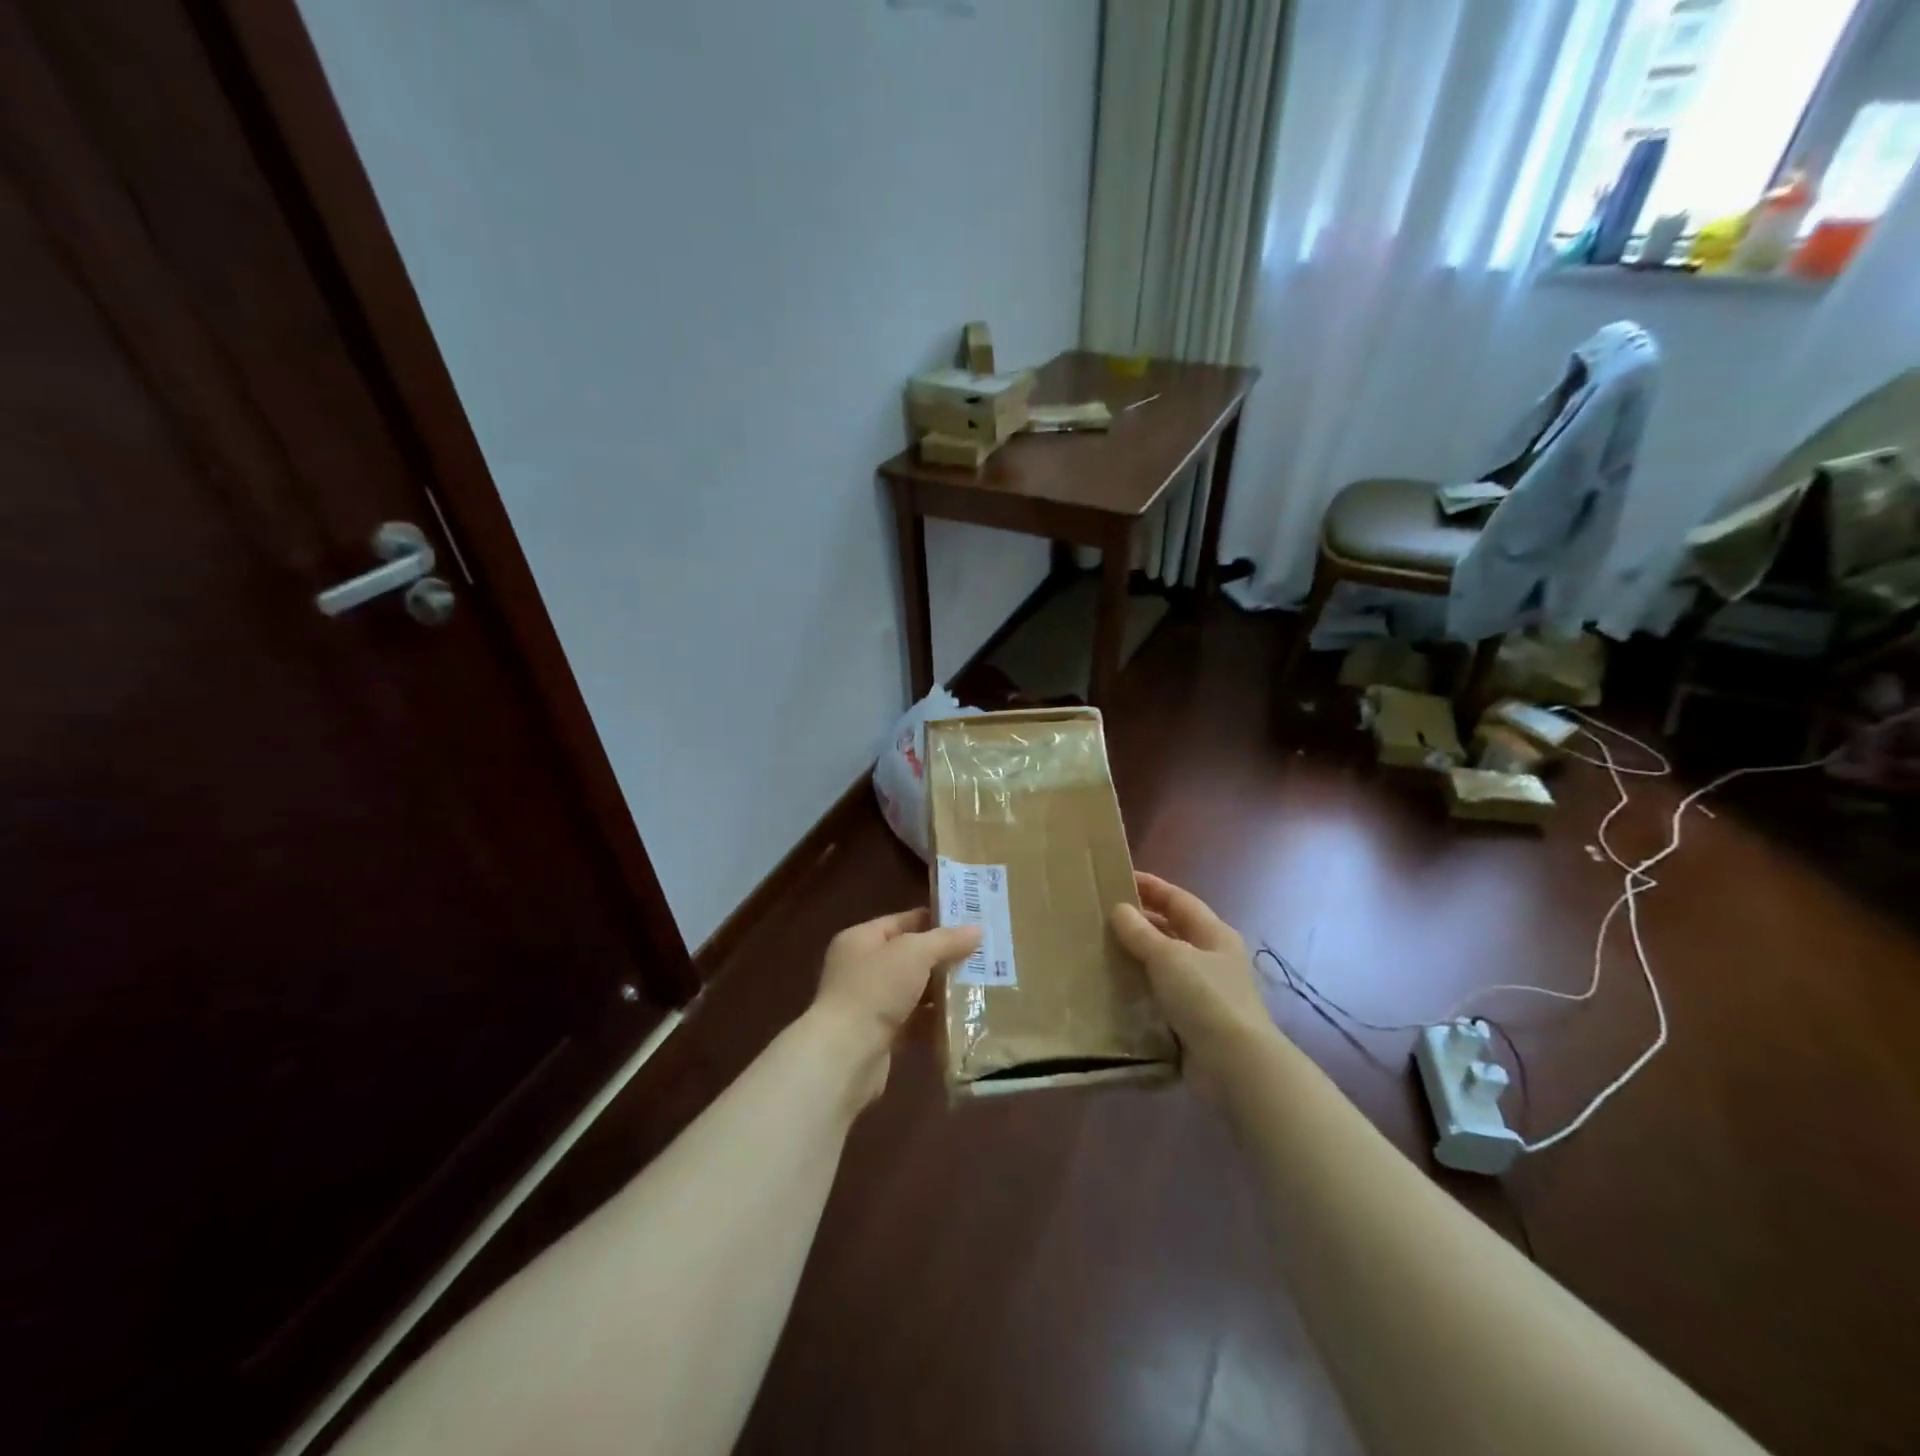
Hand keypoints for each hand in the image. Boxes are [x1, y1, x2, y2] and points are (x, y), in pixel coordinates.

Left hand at [810, 908, 980, 1103]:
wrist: (846, 1054)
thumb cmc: (876, 989)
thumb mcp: (914, 953)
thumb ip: (946, 940)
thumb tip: (977, 930)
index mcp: (861, 939)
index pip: (903, 921)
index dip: (935, 920)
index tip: (971, 923)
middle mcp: (862, 967)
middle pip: (910, 956)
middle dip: (943, 957)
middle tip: (983, 955)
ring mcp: (870, 1002)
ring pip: (914, 990)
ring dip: (942, 990)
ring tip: (980, 985)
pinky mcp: (880, 1035)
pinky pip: (914, 1021)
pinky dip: (934, 1020)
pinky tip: (963, 1018)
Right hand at [1110, 873, 1270, 1085]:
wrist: (1235, 1064)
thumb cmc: (1205, 997)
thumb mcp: (1168, 957)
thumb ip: (1141, 932)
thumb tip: (1119, 909)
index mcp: (1214, 933)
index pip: (1178, 899)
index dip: (1151, 886)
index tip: (1119, 878)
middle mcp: (1212, 957)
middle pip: (1173, 929)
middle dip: (1141, 921)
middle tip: (1103, 916)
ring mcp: (1205, 989)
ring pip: (1166, 962)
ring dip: (1138, 955)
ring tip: (1102, 949)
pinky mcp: (1194, 1019)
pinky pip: (1162, 993)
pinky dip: (1141, 987)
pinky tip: (1116, 987)